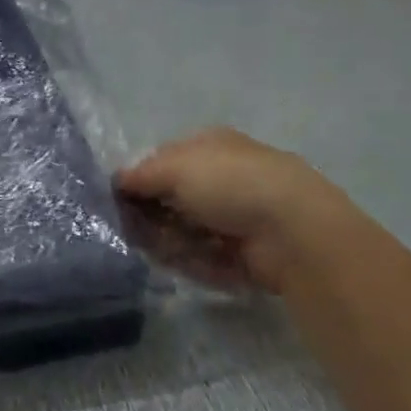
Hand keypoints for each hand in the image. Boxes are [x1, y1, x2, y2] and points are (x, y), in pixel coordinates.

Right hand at [116, 128, 364, 292]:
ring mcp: (236, 216)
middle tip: (132, 231)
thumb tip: (118, 180)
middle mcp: (223, 177)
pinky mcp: (246, 253)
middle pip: (174, 199)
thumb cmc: (231, 183)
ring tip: (162, 250)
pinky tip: (188, 264)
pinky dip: (195, 262)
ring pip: (187, 231)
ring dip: (171, 242)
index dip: (141, 179)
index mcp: (210, 146)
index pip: (164, 160)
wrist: (293, 229)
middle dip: (153, 216)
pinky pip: (208, 257)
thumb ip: (142, 174)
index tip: (118, 200)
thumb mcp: (176, 167)